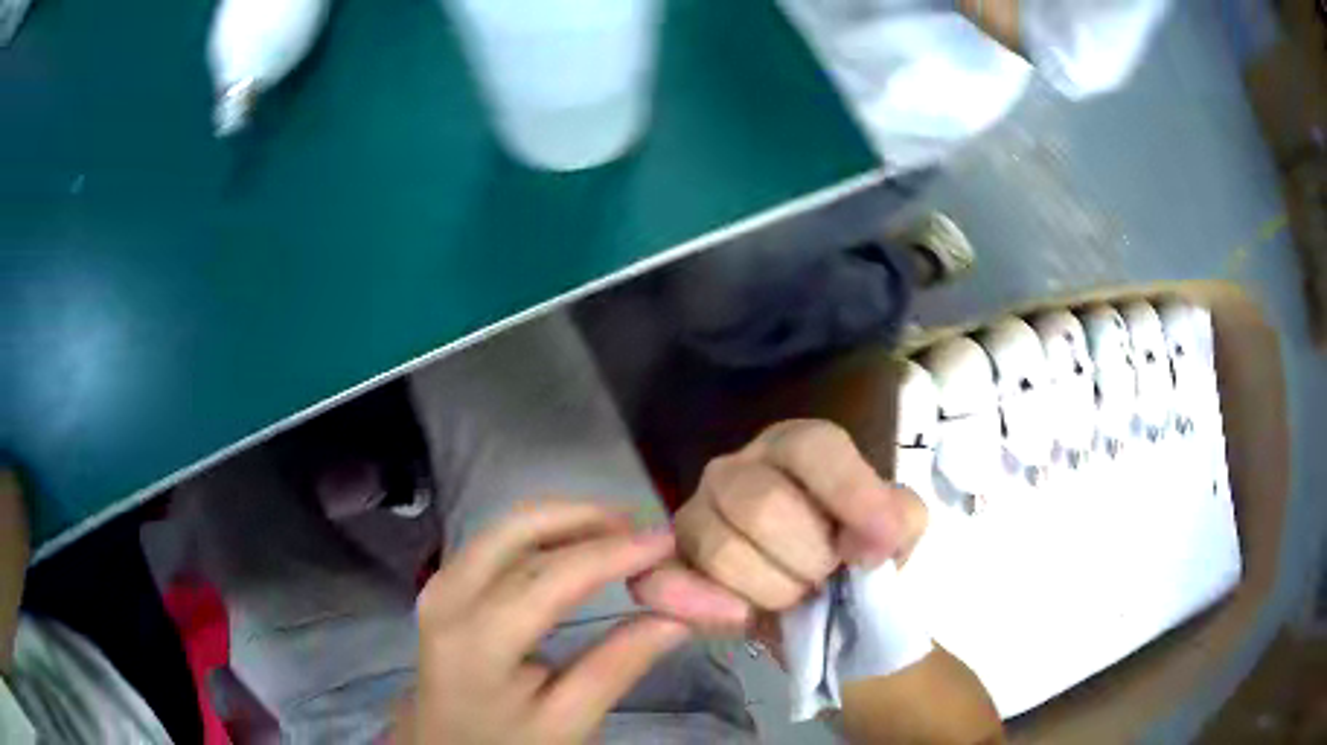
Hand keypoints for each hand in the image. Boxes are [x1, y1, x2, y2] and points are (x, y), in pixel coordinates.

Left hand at [402, 502, 691, 744]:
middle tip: (640, 527)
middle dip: (583, 516)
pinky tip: (574, 542)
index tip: (666, 541)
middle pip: (517, 531)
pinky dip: (541, 531)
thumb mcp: (567, 721)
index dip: (612, 553)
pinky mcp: (444, 582)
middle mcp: (449, 597)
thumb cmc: (508, 741)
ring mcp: (440, 583)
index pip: (551, 578)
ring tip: (619, 532)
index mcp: (478, 641)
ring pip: (505, 527)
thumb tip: (676, 617)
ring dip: (563, 519)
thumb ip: (617, 667)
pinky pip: (495, 540)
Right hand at [634, 420, 927, 620]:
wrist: (820, 604)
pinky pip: (665, 581)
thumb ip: (897, 520)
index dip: (849, 496)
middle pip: (763, 505)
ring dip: (772, 591)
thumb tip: (860, 546)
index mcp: (796, 447)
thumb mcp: (899, 530)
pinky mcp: (669, 564)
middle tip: (826, 579)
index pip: (814, 449)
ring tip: (793, 597)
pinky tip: (741, 617)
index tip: (873, 550)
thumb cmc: (859, 553)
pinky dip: (701, 606)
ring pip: (722, 550)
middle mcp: (737, 469)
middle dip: (808, 560)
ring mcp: (694, 514)